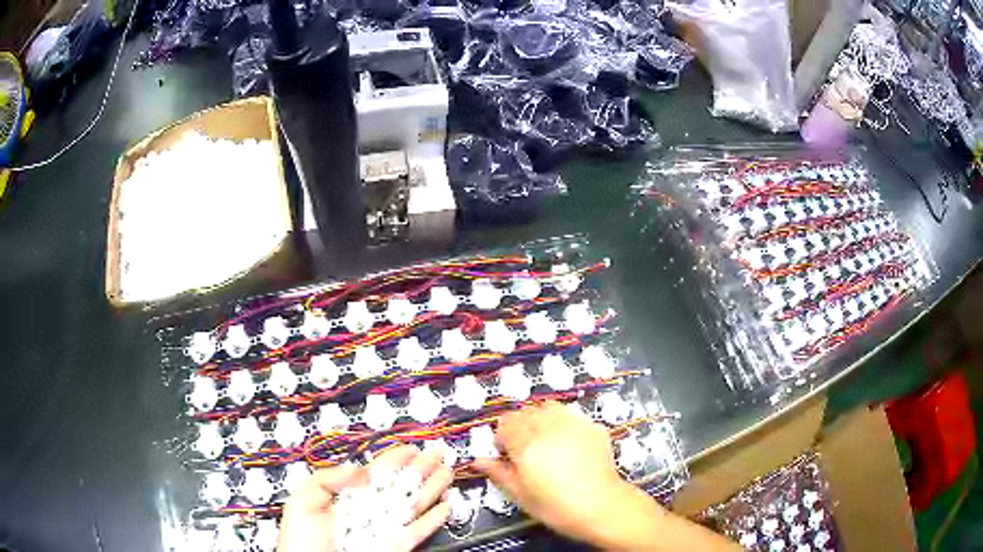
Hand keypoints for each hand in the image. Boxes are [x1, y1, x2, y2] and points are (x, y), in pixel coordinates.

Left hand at [278, 445, 452, 551]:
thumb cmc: (301, 539)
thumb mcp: (304, 501)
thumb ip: (328, 480)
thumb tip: (359, 470)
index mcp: (346, 497)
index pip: (375, 474)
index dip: (394, 459)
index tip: (411, 447)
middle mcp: (368, 511)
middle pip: (399, 487)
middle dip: (419, 470)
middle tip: (437, 455)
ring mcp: (382, 529)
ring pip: (412, 506)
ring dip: (431, 490)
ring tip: (446, 474)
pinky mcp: (394, 546)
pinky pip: (417, 531)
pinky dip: (433, 520)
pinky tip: (444, 506)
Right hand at [472, 401, 631, 541]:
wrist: (601, 506)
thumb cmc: (555, 506)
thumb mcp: (520, 495)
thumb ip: (498, 473)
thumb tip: (478, 460)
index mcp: (526, 444)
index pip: (505, 422)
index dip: (502, 437)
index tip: (507, 454)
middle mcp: (549, 427)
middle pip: (526, 412)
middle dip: (521, 427)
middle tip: (527, 450)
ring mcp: (574, 424)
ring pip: (549, 408)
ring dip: (542, 420)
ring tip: (547, 442)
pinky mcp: (593, 427)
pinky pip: (572, 416)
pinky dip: (565, 425)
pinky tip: (570, 445)